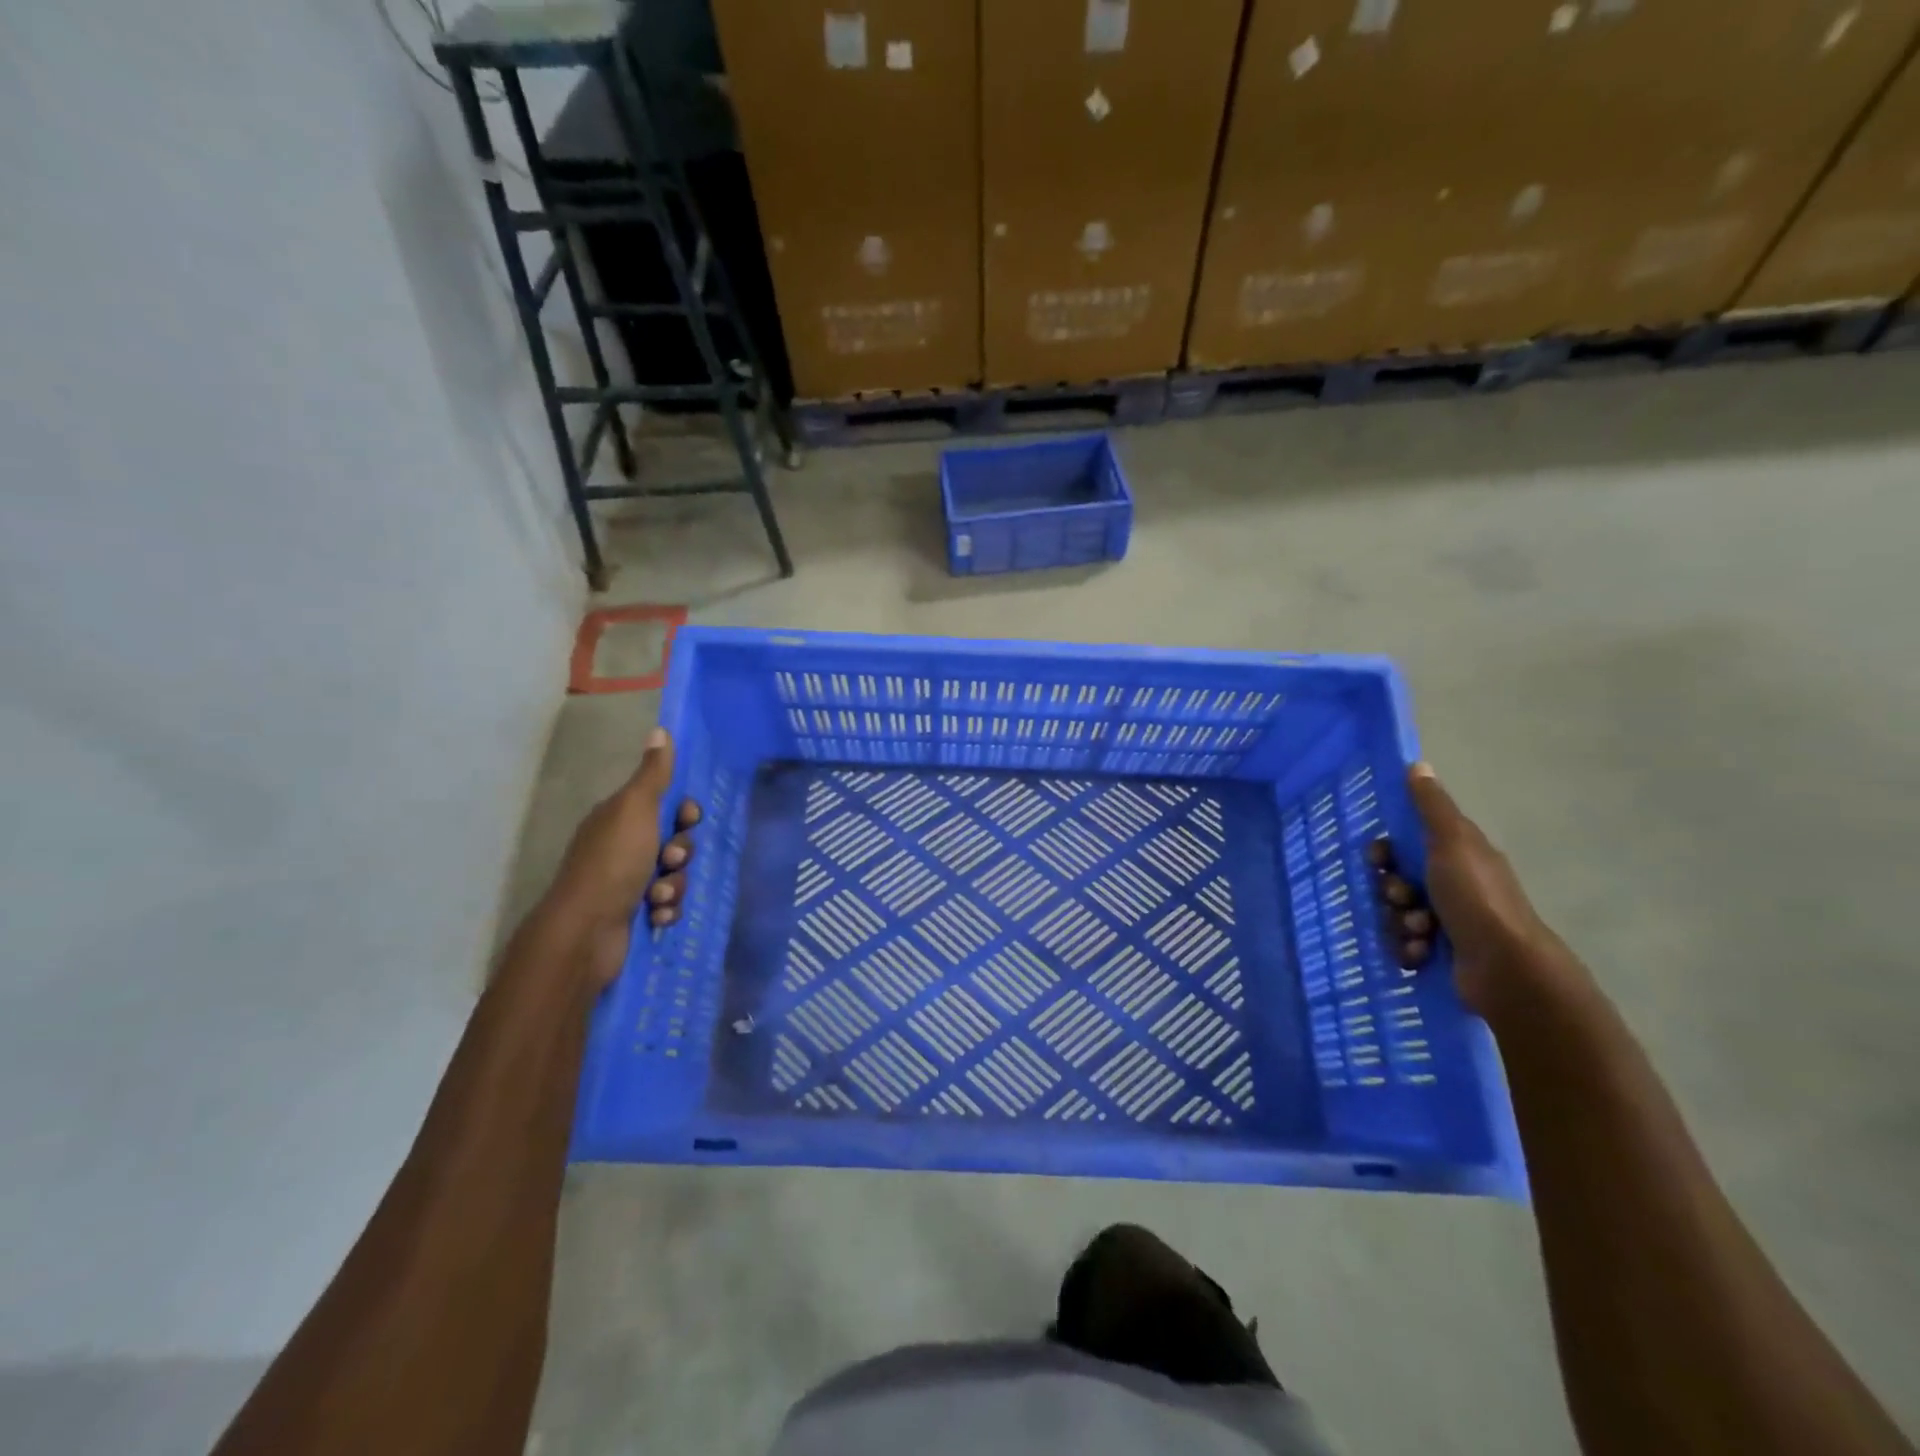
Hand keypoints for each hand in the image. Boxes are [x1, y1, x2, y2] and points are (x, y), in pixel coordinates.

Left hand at [545, 727, 701, 985]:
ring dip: (674, 885)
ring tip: (657, 897)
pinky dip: (666, 910)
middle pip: (674, 840)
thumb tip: (660, 730)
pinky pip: (668, 905)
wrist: (586, 932)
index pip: (665, 805)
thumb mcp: (636, 809)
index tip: (688, 819)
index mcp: (619, 819)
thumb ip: (653, 774)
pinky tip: (655, 916)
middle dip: (681, 853)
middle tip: (670, 861)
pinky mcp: (633, 914)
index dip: (684, 812)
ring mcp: (626, 882)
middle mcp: (621, 847)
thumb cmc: (612, 863)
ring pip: (674, 875)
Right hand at [1403, 762, 1566, 1015]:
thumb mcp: (1452, 841)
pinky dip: (1408, 949)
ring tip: (1419, 932)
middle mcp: (1453, 887)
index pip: (1406, 846)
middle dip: (1391, 891)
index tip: (1379, 859)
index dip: (1386, 852)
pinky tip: (1420, 953)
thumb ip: (1431, 806)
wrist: (1505, 968)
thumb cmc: (1476, 897)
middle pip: (1396, 881)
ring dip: (1399, 922)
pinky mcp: (1441, 955)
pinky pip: (1404, 945)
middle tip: (1402, 899)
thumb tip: (1417, 764)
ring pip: (1397, 914)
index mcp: (1457, 857)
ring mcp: (1448, 923)